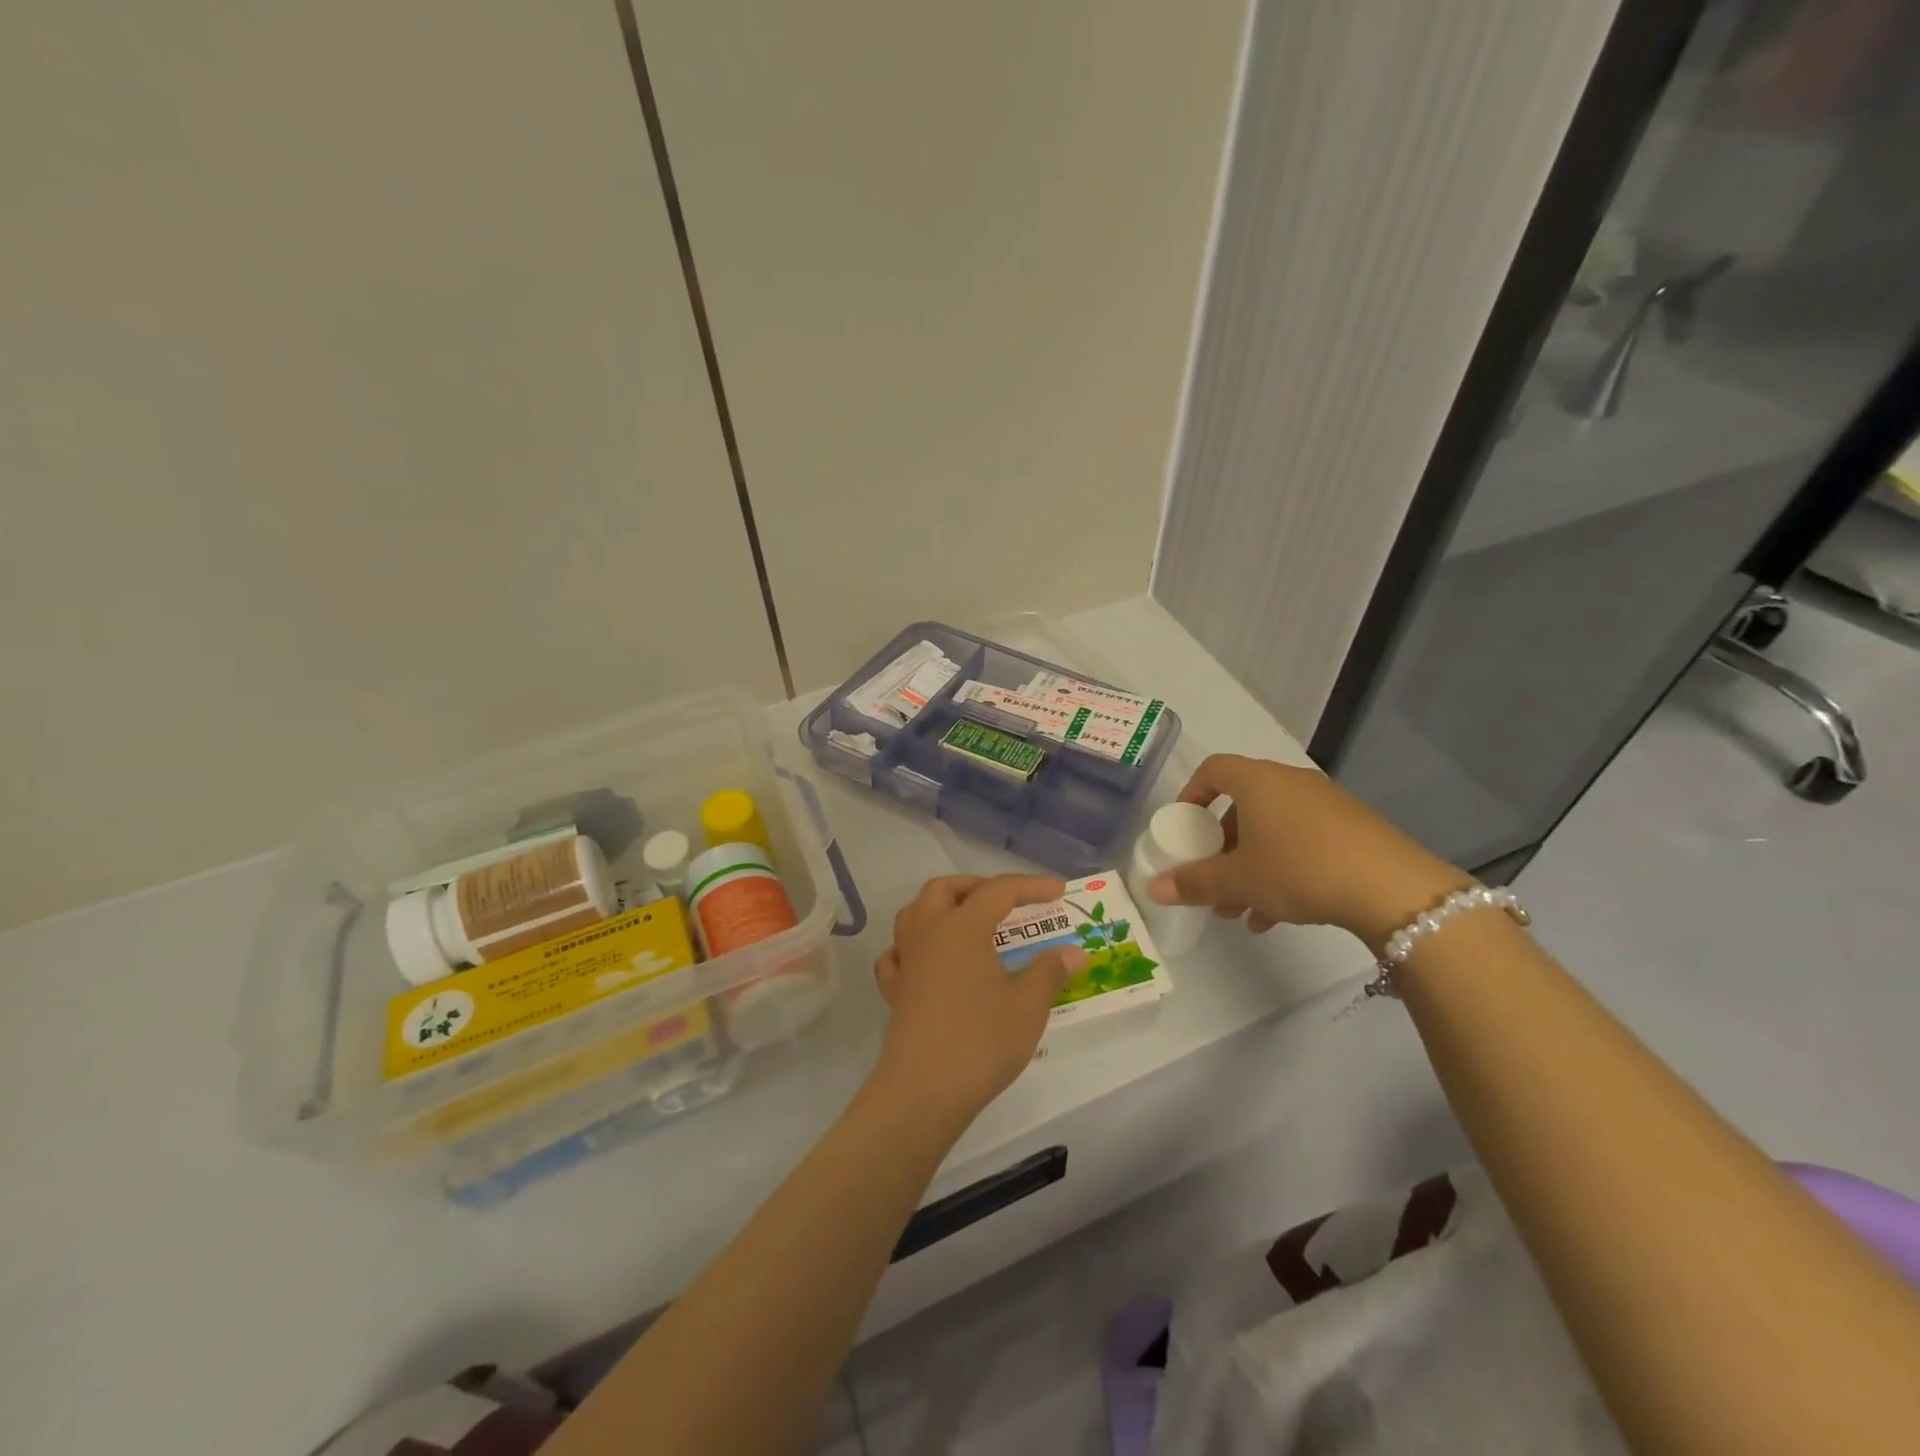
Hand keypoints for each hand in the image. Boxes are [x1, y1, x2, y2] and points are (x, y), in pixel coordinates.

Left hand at [871, 875, 1087, 1119]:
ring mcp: (906, 961)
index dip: (1030, 886)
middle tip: (1008, 902)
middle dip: (978, 886)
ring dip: (942, 907)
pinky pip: (898, 953)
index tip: (1059, 892)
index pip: (998, 891)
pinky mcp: (895, 991)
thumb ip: (1050, 972)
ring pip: (915, 913)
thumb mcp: (1027, 1006)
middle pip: (945, 889)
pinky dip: (913, 946)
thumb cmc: (980, 1042)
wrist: (924, 1091)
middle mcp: (928, 934)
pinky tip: (929, 960)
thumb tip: (1074, 952)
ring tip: (969, 922)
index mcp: (962, 928)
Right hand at [1144, 755, 1466, 953]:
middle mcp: (1290, 783)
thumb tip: (1152, 888)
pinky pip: (1303, 842)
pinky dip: (1283, 870)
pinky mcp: (1353, 829)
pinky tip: (1277, 916)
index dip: (1192, 793)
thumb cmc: (1299, 869)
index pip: (1213, 769)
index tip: (1183, 825)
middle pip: (1243, 806)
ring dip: (1250, 866)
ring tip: (1240, 911)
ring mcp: (1326, 804)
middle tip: (1211, 880)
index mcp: (1258, 781)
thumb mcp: (1238, 880)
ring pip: (1273, 830)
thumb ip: (1193, 883)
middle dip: (1222, 847)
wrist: (1392, 888)